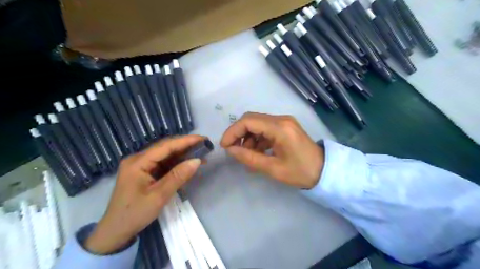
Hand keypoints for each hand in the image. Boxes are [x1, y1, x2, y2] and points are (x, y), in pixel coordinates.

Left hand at [85, 135, 205, 254]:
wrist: (115, 232)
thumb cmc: (135, 214)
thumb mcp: (159, 196)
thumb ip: (178, 176)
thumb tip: (197, 160)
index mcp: (138, 162)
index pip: (165, 146)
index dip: (186, 141)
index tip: (203, 138)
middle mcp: (138, 159)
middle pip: (165, 148)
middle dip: (185, 145)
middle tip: (204, 145)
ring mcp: (140, 165)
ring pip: (165, 155)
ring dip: (182, 154)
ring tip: (200, 153)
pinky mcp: (144, 172)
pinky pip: (162, 163)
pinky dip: (176, 163)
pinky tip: (187, 164)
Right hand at [219, 113, 324, 189]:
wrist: (324, 170)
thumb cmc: (301, 172)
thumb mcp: (273, 169)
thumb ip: (249, 158)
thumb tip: (230, 150)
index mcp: (280, 128)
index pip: (248, 121)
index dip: (233, 132)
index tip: (224, 146)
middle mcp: (281, 119)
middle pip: (251, 119)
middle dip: (238, 133)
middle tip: (233, 150)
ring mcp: (284, 121)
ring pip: (257, 123)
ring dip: (248, 137)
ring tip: (248, 155)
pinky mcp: (286, 126)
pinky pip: (265, 128)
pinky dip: (257, 138)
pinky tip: (257, 152)